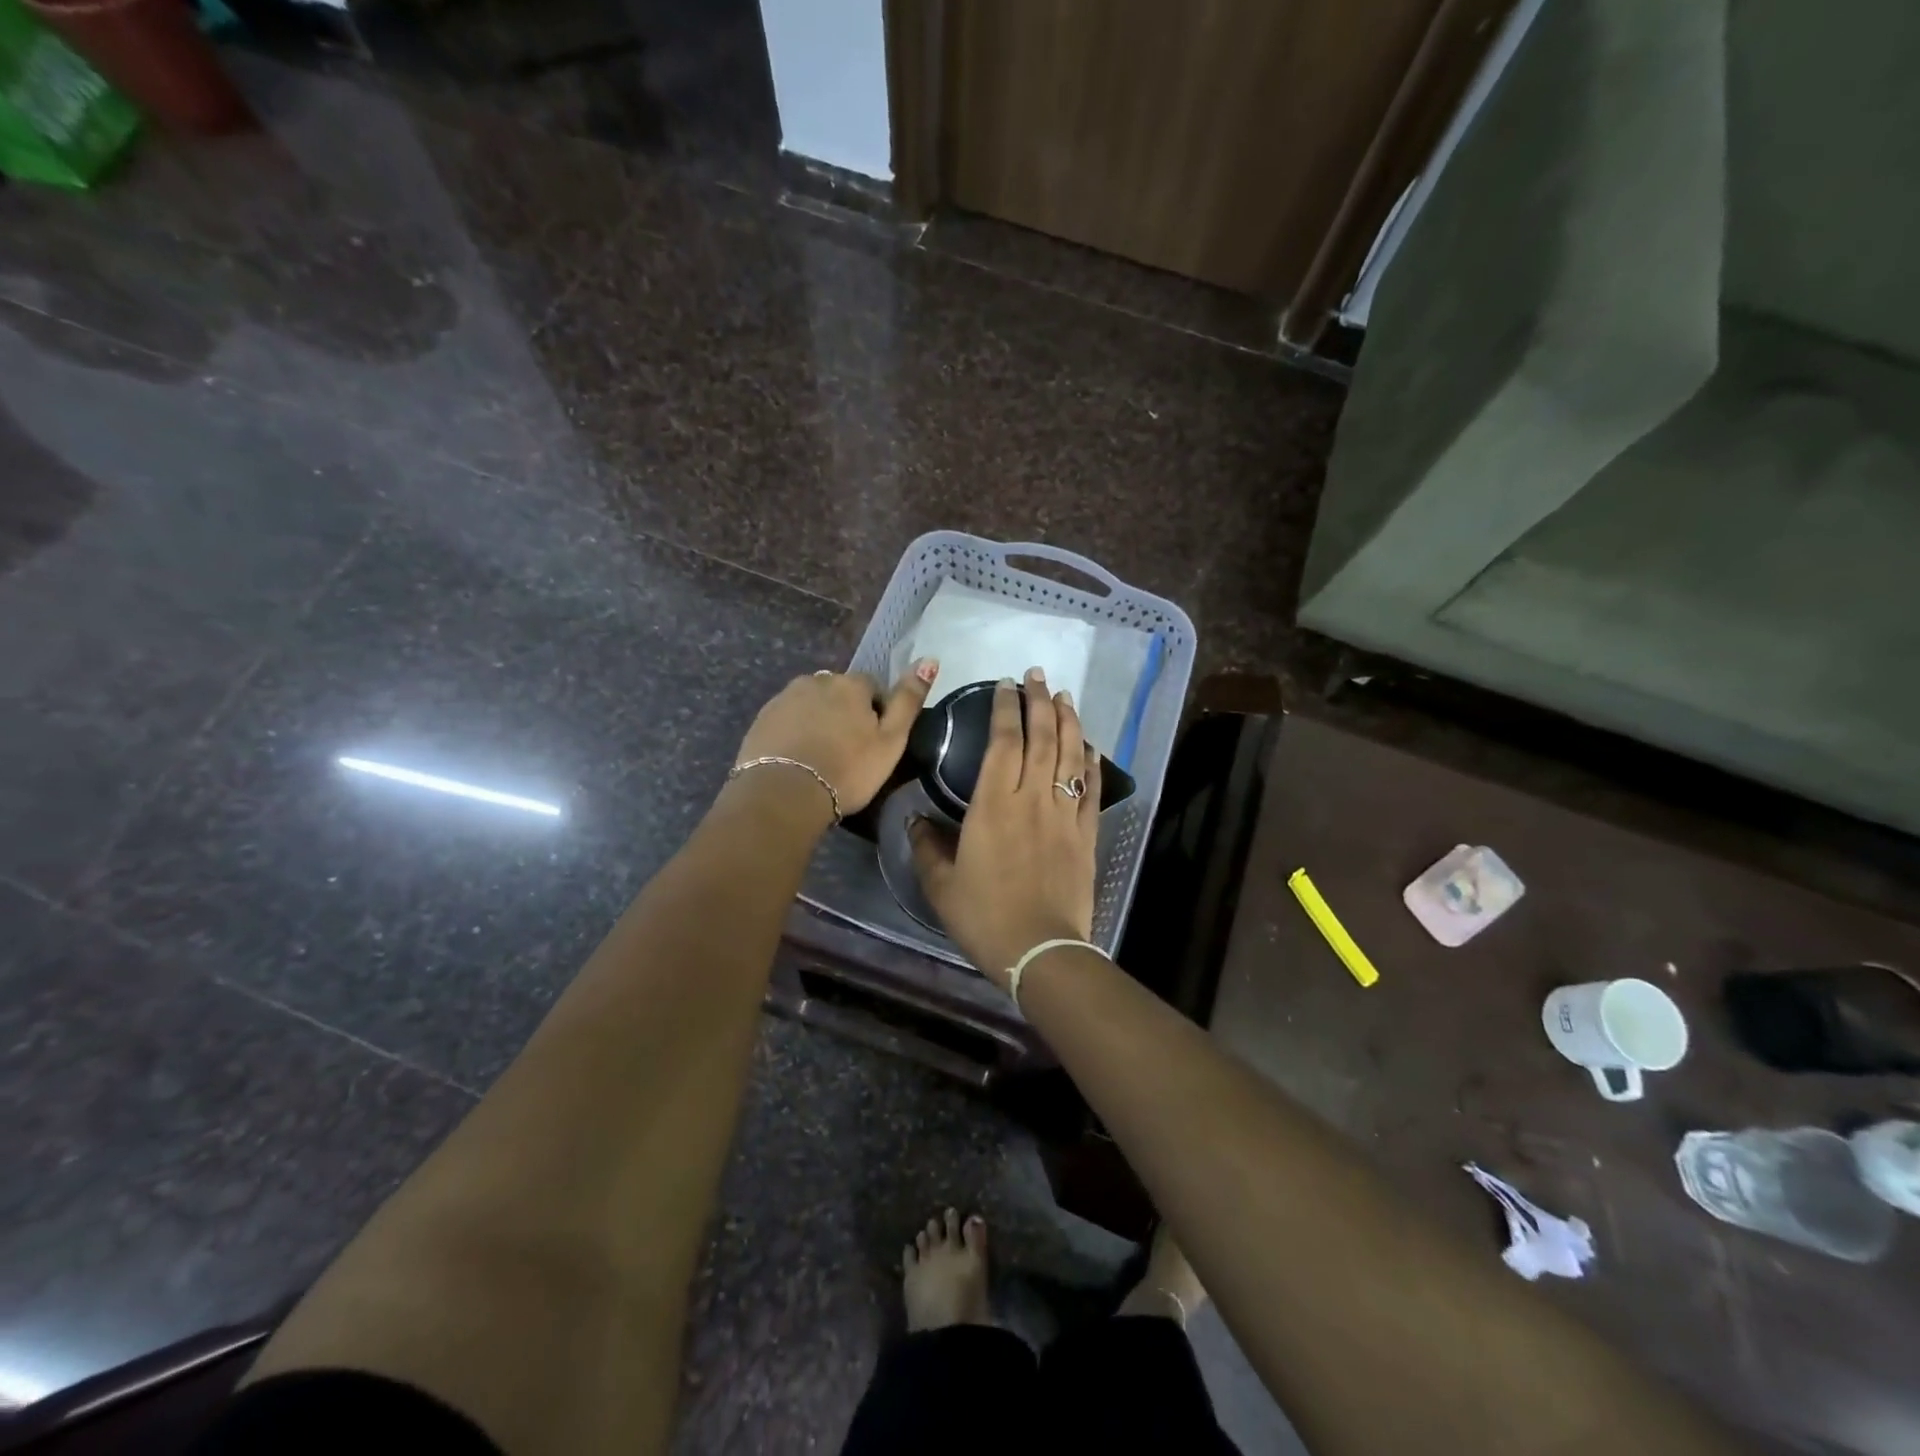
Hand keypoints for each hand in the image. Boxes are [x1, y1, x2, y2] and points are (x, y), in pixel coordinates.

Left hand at [735, 660, 939, 817]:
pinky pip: (787, 719)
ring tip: (821, 757)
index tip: (874, 743)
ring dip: (819, 721)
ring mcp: (785, 698)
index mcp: (851, 684)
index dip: (876, 713)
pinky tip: (799, 759)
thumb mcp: (891, 740)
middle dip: (844, 714)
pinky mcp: (762, 718)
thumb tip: (930, 660)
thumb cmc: (848, 770)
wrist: (784, 794)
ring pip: (811, 704)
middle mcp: (816, 680)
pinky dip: (795, 732)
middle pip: (838, 693)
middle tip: (848, 752)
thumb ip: (909, 700)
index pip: (872, 687)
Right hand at [909, 668, 1099, 984]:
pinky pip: (1091, 789)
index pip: (1003, 742)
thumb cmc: (984, 916)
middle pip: (1041, 738)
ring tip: (1065, 696)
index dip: (1005, 709)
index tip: (1005, 685)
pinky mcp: (1086, 834)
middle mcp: (1032, 799)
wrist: (1040, 950)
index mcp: (993, 805)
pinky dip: (1091, 763)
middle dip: (1039, 702)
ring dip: (1068, 721)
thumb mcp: (941, 885)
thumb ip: (926, 846)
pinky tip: (1089, 745)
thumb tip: (914, 819)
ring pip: (1069, 756)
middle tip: (1037, 675)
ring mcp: (1064, 815)